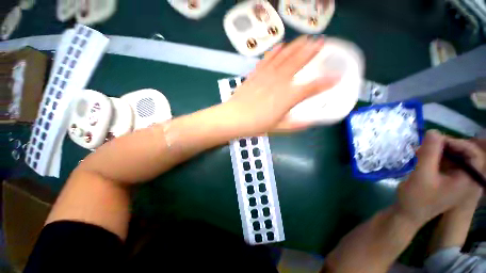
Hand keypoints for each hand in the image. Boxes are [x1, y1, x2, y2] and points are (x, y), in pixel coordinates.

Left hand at [222, 36, 338, 135]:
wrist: (234, 118)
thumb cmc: (256, 125)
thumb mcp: (277, 128)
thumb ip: (294, 124)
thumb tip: (309, 122)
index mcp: (288, 98)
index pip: (311, 88)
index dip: (325, 82)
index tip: (337, 77)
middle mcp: (280, 83)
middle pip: (298, 64)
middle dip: (312, 53)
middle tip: (322, 42)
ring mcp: (266, 76)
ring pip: (284, 58)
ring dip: (296, 47)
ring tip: (305, 39)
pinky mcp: (255, 74)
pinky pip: (267, 60)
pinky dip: (274, 52)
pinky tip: (280, 45)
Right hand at [395, 130, 484, 225]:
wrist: (408, 214)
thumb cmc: (417, 197)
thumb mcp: (422, 174)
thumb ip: (430, 152)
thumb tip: (433, 131)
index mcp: (468, 180)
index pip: (474, 154)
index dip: (458, 143)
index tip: (437, 139)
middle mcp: (466, 179)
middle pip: (463, 154)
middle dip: (445, 147)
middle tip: (426, 144)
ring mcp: (457, 181)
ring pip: (453, 158)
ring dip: (437, 152)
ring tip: (420, 150)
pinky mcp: (447, 181)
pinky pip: (446, 164)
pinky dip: (434, 158)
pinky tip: (421, 157)